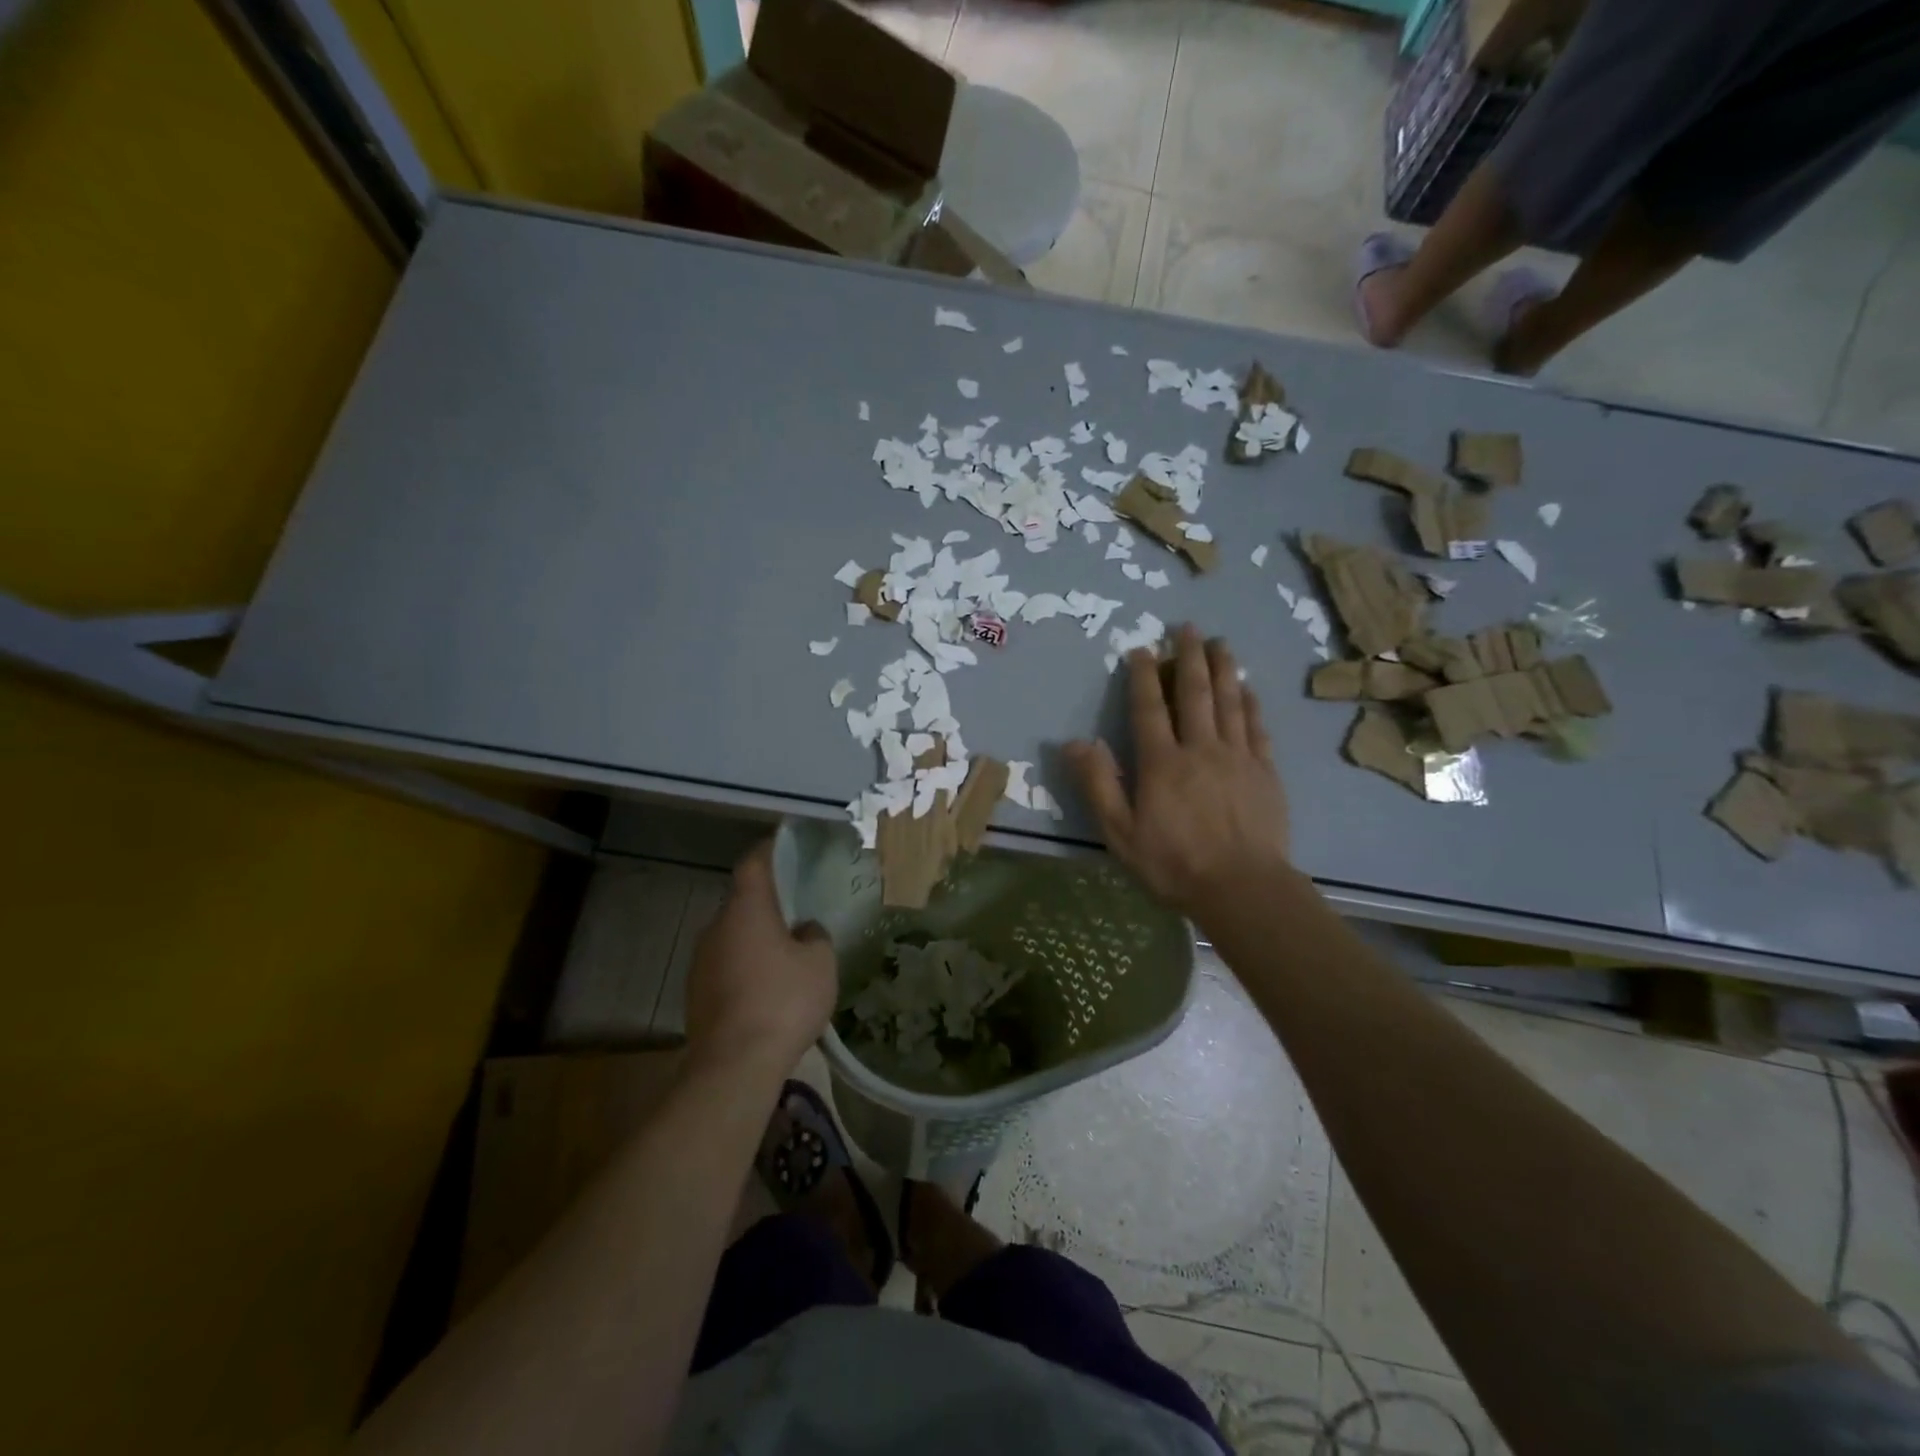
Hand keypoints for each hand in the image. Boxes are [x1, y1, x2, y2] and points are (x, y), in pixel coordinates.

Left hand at [684, 841, 837, 1078]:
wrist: (734, 1066)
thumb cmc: (784, 1000)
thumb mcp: (821, 962)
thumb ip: (815, 936)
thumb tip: (804, 930)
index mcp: (746, 909)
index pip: (754, 863)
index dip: (771, 850)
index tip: (787, 846)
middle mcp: (716, 927)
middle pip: (743, 902)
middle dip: (768, 904)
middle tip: (797, 911)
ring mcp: (701, 961)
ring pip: (733, 936)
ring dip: (756, 939)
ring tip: (786, 955)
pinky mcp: (696, 994)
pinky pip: (726, 966)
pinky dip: (745, 967)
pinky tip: (767, 990)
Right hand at [1065, 626, 1290, 919]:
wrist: (1243, 888)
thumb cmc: (1174, 863)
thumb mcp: (1120, 832)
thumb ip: (1098, 784)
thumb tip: (1075, 742)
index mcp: (1162, 762)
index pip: (1149, 708)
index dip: (1143, 676)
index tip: (1141, 649)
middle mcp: (1200, 748)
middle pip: (1195, 693)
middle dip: (1189, 657)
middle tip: (1187, 628)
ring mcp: (1238, 757)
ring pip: (1229, 701)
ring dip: (1223, 669)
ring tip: (1220, 643)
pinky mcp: (1265, 771)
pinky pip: (1256, 726)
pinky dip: (1250, 703)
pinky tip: (1248, 688)